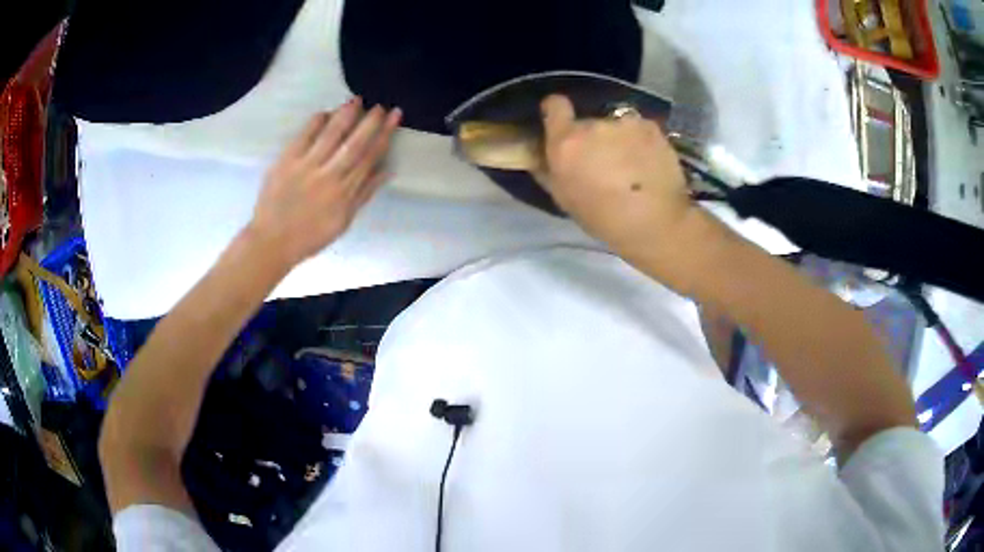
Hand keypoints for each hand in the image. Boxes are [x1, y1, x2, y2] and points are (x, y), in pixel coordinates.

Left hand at [248, 98, 401, 267]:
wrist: (272, 242)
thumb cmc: (310, 235)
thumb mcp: (344, 221)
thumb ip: (364, 193)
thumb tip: (386, 169)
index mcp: (345, 192)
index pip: (369, 157)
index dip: (384, 135)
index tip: (395, 117)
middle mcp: (329, 176)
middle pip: (354, 143)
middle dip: (370, 122)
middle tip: (381, 105)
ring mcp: (306, 167)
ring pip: (331, 135)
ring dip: (345, 116)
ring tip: (356, 100)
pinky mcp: (286, 162)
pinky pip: (304, 137)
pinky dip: (316, 123)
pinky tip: (325, 112)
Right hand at [538, 95, 693, 257]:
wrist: (656, 223)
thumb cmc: (604, 219)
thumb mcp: (564, 198)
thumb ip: (548, 169)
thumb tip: (541, 154)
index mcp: (566, 143)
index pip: (554, 105)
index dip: (555, 111)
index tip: (561, 122)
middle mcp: (593, 124)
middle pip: (587, 122)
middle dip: (592, 137)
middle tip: (603, 162)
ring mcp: (624, 123)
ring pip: (615, 126)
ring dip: (618, 139)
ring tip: (631, 166)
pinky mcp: (651, 127)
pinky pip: (639, 129)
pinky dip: (641, 141)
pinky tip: (649, 163)